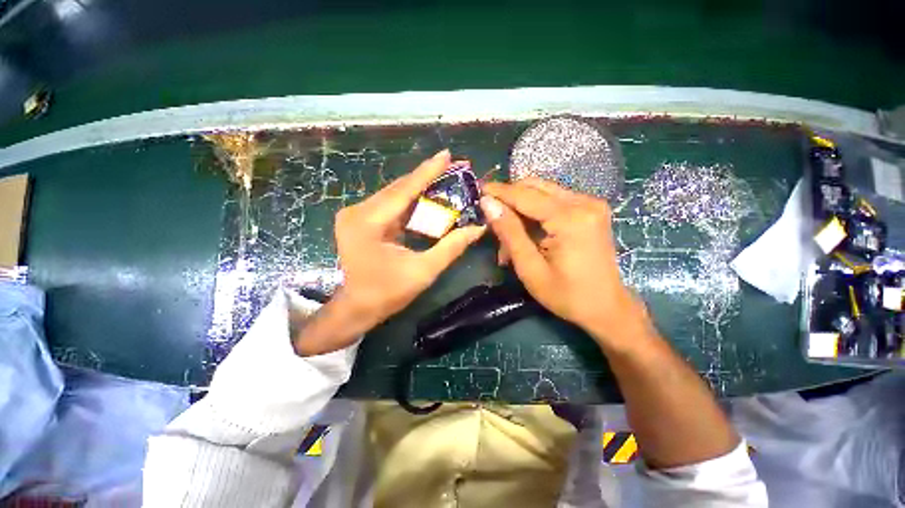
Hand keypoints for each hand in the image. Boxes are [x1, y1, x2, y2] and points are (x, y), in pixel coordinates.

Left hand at [332, 150, 485, 333]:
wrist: (357, 308)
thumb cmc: (388, 293)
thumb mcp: (423, 271)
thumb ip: (451, 247)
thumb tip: (478, 228)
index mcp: (368, 223)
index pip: (403, 190)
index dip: (428, 171)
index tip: (447, 154)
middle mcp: (357, 212)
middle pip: (398, 189)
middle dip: (427, 178)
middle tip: (453, 167)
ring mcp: (356, 215)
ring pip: (395, 195)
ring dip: (420, 189)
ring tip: (445, 179)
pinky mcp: (360, 220)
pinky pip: (390, 206)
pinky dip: (410, 202)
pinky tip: (427, 197)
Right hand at [480, 178, 650, 347]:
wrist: (606, 307)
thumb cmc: (566, 295)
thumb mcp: (530, 268)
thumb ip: (509, 232)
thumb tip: (488, 204)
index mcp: (570, 219)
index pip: (526, 195)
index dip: (500, 191)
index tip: (479, 190)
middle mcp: (584, 202)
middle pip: (536, 187)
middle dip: (510, 198)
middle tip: (492, 215)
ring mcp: (591, 203)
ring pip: (544, 191)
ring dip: (521, 206)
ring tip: (507, 231)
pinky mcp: (591, 209)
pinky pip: (555, 200)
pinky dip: (536, 211)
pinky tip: (527, 230)